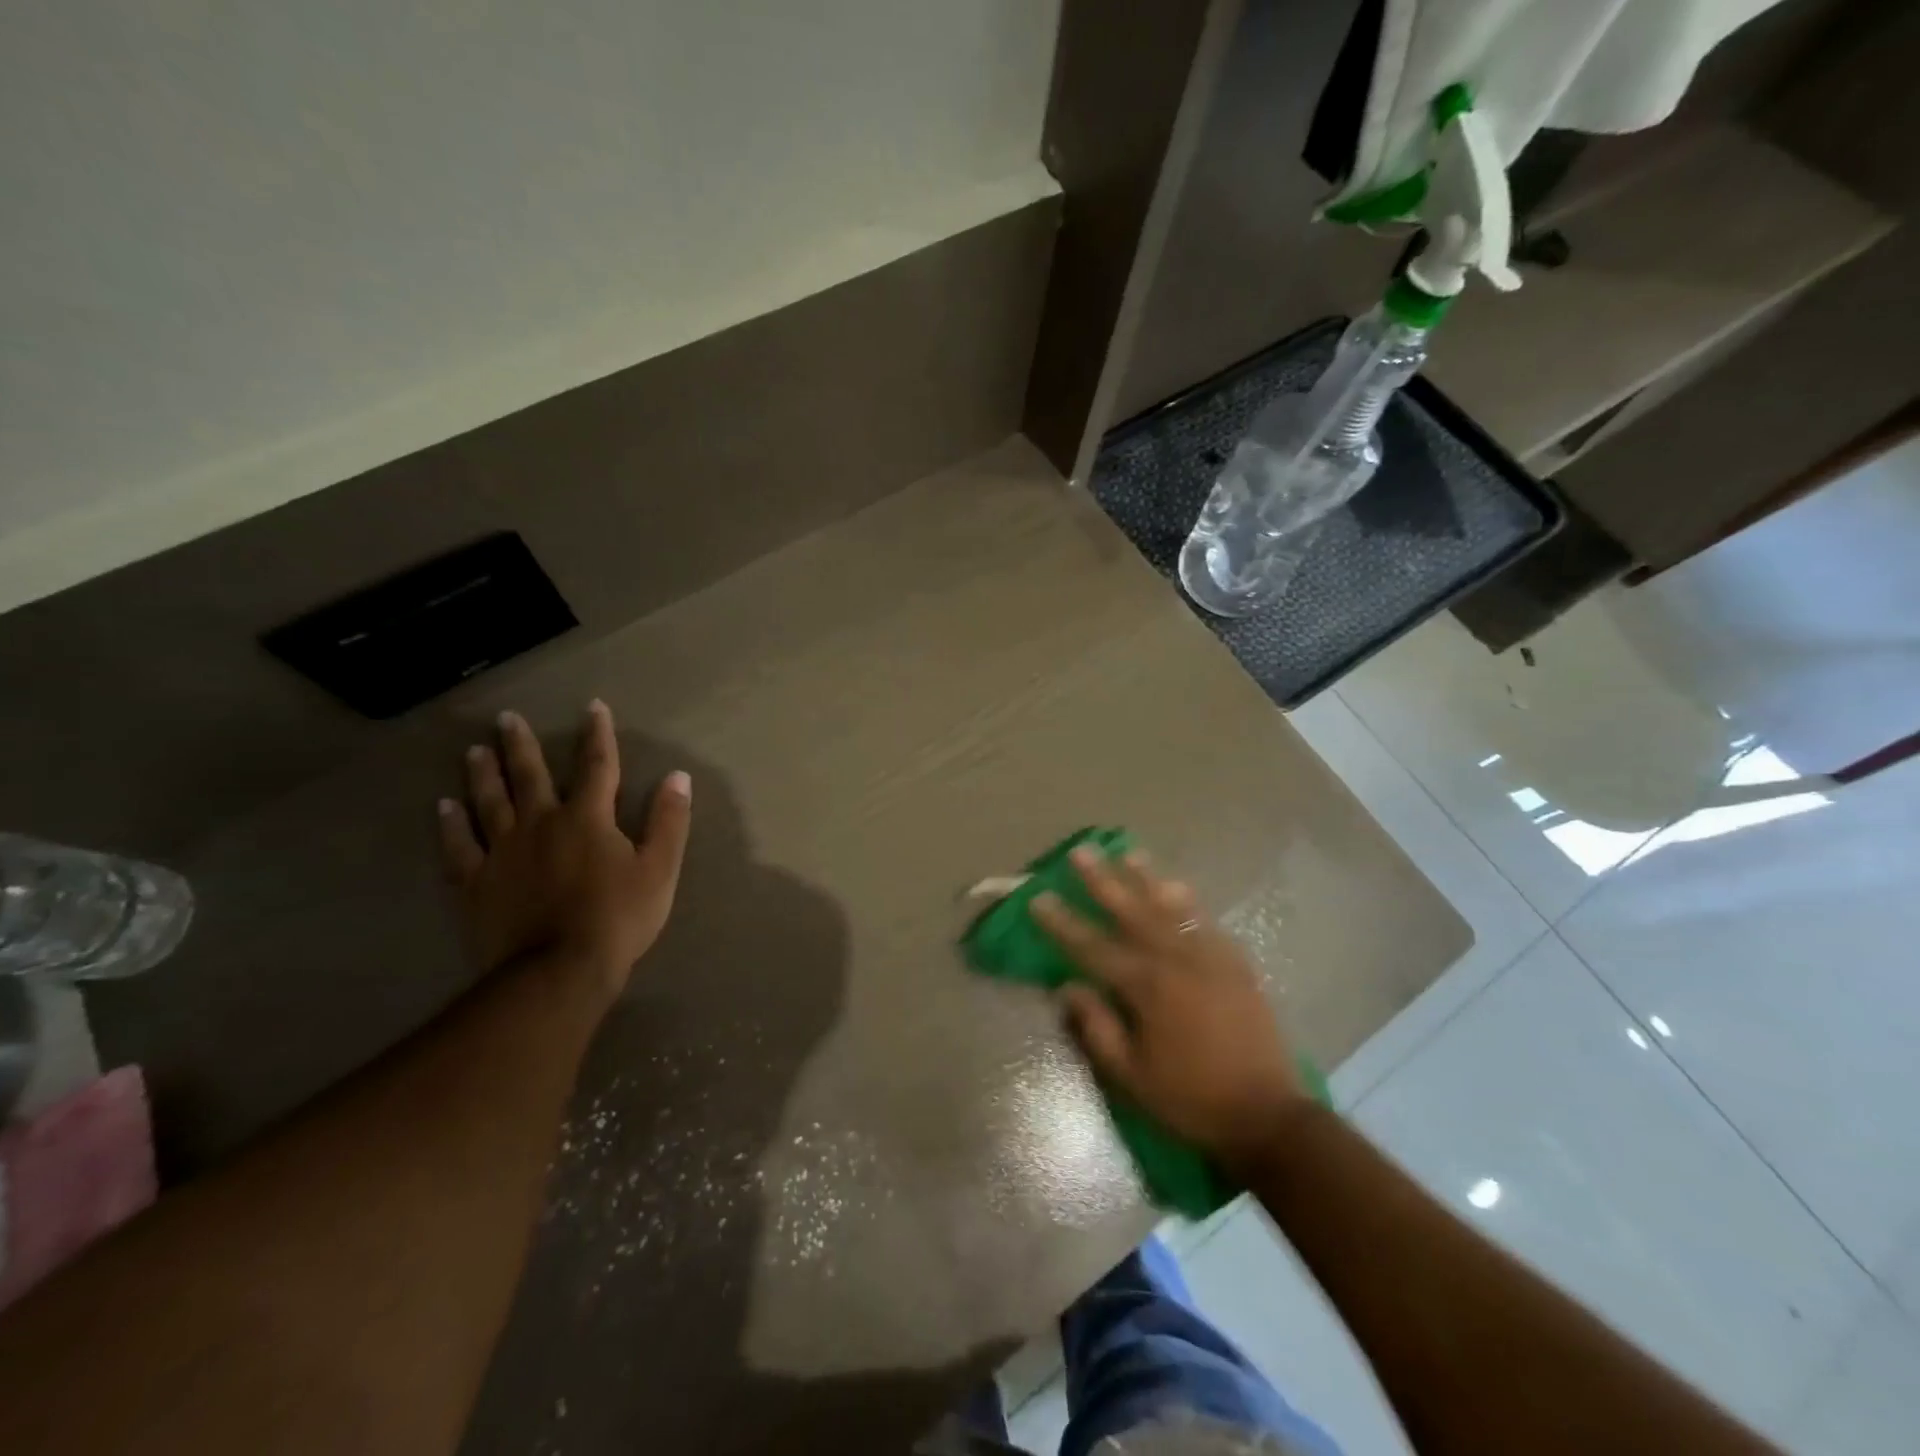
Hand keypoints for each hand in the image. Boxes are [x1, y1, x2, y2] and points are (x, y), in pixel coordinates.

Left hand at [437, 701, 691, 1002]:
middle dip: (520, 745)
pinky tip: (444, 807)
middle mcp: (540, 823)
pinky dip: (451, 825)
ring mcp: (502, 852)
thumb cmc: (618, 917)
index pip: (597, 766)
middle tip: (506, 719)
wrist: (558, 970)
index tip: (593, 707)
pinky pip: (459, 846)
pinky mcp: (475, 883)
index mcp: (588, 818)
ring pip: (489, 802)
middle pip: (529, 776)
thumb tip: (678, 776)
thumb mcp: (660, 868)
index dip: (598, 735)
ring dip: (483, 774)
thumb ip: (669, 820)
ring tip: (474, 751)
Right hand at [1031, 845, 1306, 1172]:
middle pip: (1131, 911)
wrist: (1267, 1114)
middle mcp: (1176, 960)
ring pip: (1171, 907)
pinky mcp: (1236, 963)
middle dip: (1103, 880)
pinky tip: (1176, 888)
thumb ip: (1097, 1027)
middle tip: (1081, 852)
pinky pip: (1205, 922)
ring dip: (1147, 878)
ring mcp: (1210, 957)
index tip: (1039, 898)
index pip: (1092, 947)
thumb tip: (1068, 987)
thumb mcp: (1131, 1075)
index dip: (1062, 923)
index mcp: (1146, 987)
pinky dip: (1187, 902)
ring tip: (1128, 853)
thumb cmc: (1190, 1099)